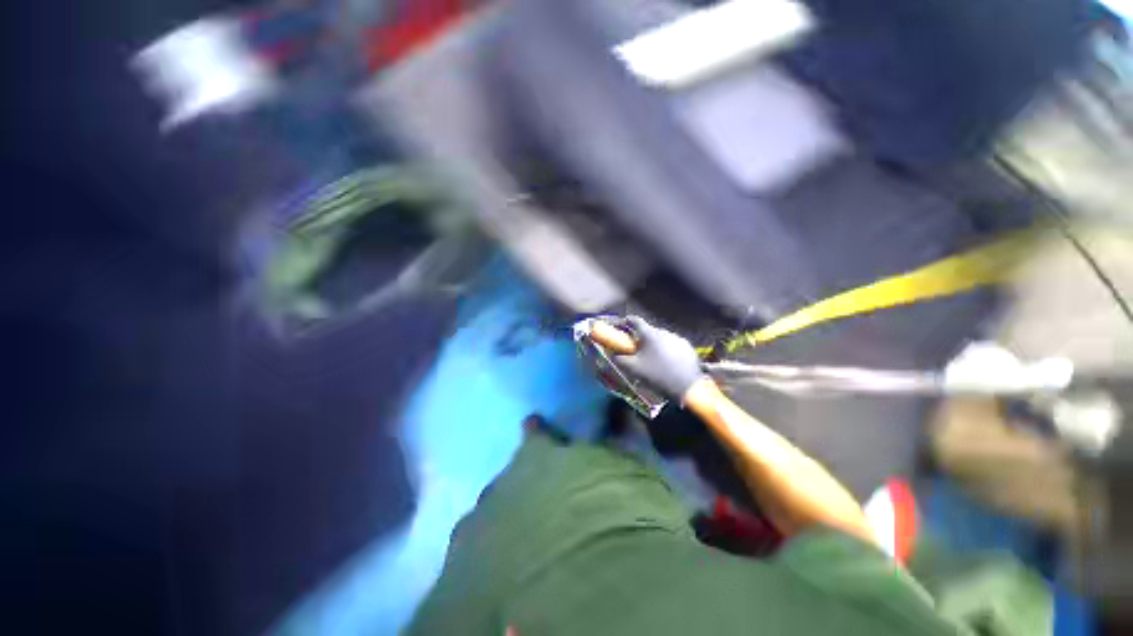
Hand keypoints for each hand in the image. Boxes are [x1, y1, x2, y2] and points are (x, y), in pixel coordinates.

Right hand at [612, 316, 706, 401]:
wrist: (687, 388)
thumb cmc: (657, 376)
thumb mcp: (633, 369)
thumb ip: (619, 359)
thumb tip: (613, 353)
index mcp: (649, 334)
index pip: (634, 320)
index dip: (624, 322)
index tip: (619, 327)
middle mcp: (664, 332)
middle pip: (648, 330)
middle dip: (639, 337)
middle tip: (635, 349)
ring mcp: (678, 339)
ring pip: (660, 338)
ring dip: (654, 344)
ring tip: (652, 359)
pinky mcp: (688, 347)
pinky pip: (672, 345)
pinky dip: (666, 350)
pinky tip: (667, 363)